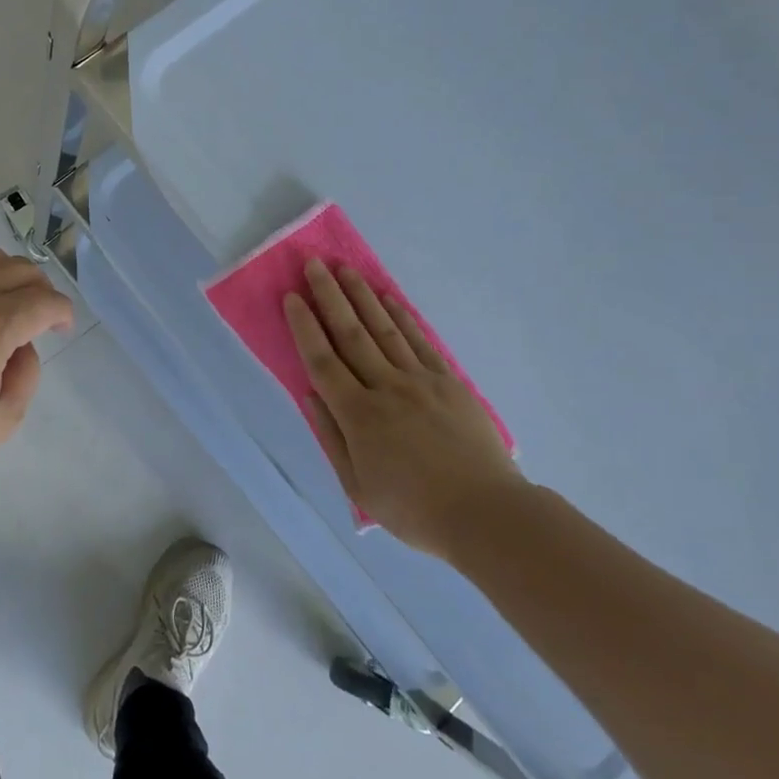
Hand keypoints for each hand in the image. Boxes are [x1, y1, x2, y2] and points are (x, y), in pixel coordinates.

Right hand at [284, 259, 523, 557]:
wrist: (486, 514)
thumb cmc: (414, 509)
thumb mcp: (358, 486)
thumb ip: (331, 437)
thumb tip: (310, 395)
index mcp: (358, 415)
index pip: (322, 360)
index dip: (304, 327)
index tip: (292, 297)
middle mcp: (386, 387)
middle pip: (351, 334)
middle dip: (329, 296)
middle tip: (314, 264)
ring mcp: (420, 381)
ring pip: (384, 329)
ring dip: (362, 296)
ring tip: (345, 269)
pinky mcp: (449, 382)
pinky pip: (420, 341)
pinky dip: (402, 316)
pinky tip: (389, 298)